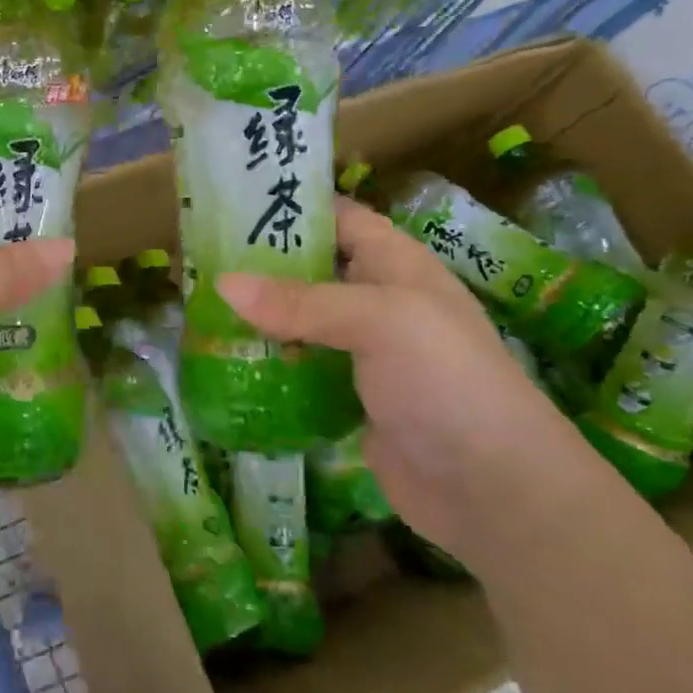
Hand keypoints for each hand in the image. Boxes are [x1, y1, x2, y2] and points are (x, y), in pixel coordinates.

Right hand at [218, 198, 598, 566]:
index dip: (293, 206)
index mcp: (396, 264)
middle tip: (199, 261)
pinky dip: (270, 362)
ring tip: (199, 308)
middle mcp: (380, 300)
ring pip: (302, 321)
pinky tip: (228, 361)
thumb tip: (222, 284)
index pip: (339, 218)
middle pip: (313, 269)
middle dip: (261, 264)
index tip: (231, 204)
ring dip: (259, 316)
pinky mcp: (351, 397)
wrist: (493, 488)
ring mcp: (366, 353)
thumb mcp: (378, 321)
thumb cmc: (445, 381)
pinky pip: (302, 368)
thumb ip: (300, 301)